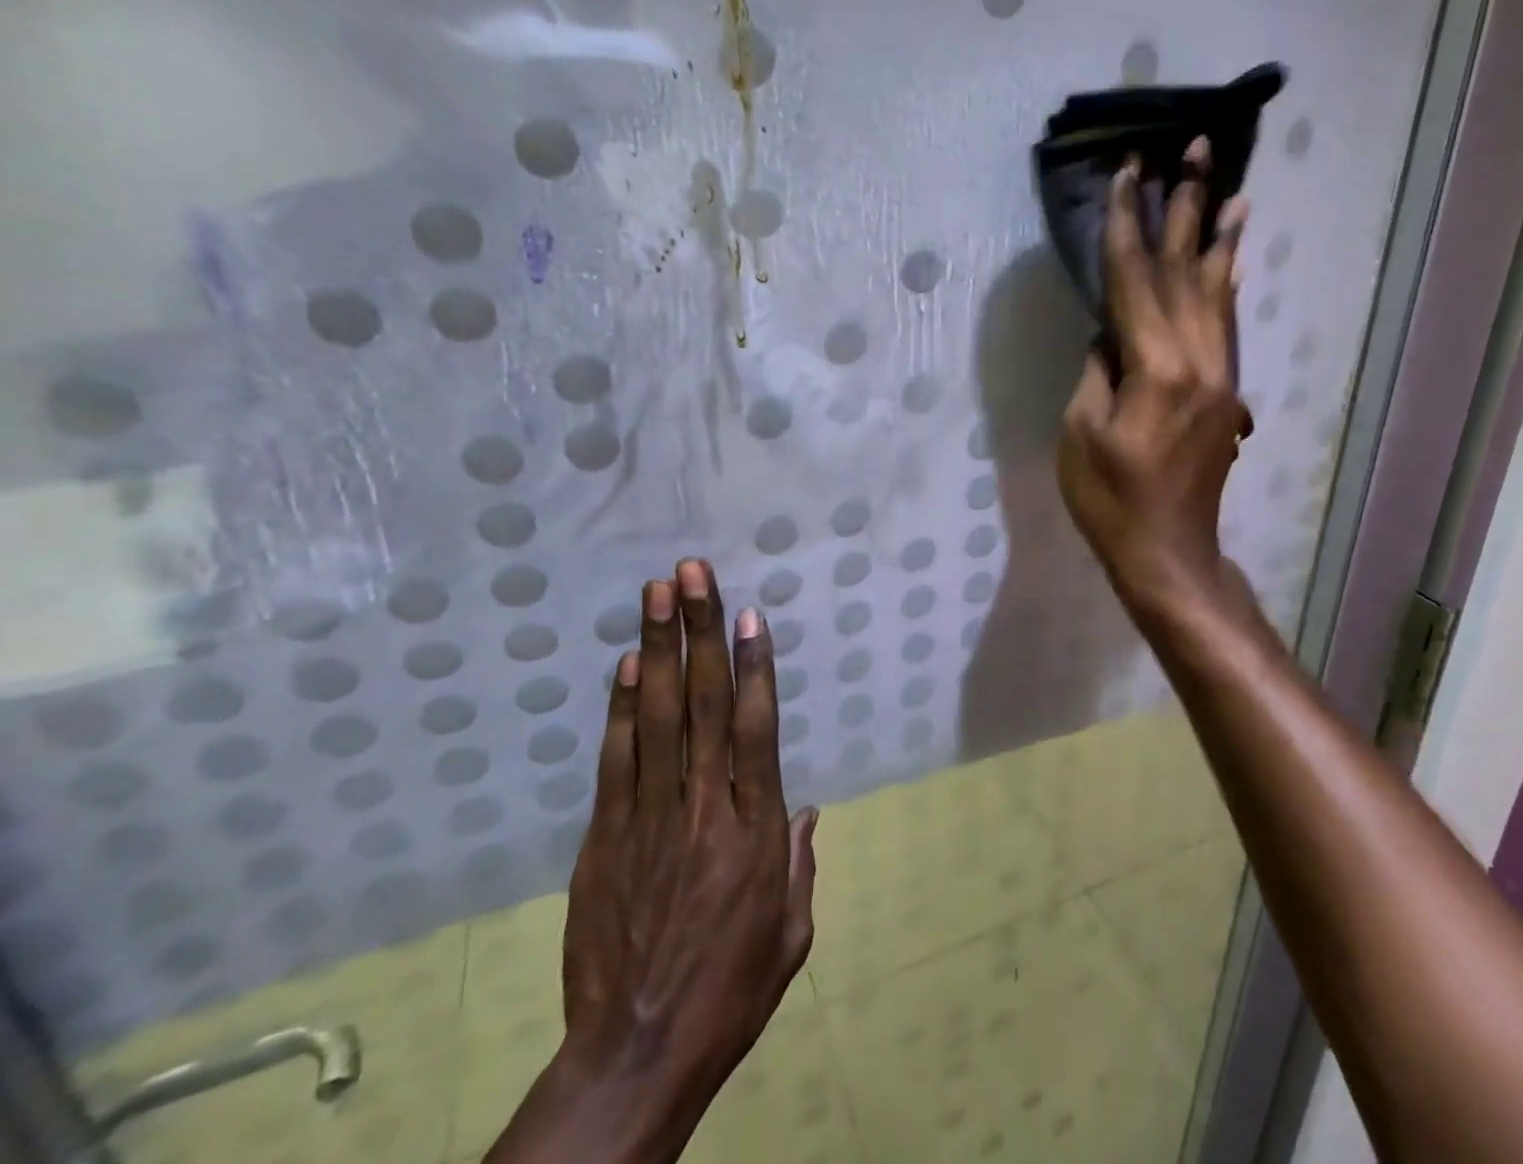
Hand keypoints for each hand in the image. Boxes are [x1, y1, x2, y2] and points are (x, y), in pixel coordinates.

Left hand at [487, 560, 817, 1163]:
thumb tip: (808, 809)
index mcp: (755, 830)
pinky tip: (623, 666)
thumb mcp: (790, 936)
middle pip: (702, 704)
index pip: (756, 729)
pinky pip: (616, 761)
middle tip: (695, 573)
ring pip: (656, 718)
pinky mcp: (605, 838)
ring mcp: (649, 819)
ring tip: (658, 594)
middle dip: (700, 631)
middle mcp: (704, 809)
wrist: (634, 1057)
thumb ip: (800, 864)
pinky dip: (619, 709)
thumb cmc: (729, 994)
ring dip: (657, 649)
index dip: (753, 666)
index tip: (749, 614)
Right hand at [1058, 137, 1252, 610]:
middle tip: (1196, 148)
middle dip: (1187, 207)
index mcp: (1156, 368)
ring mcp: (1220, 375)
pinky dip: (1229, 284)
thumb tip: (1110, 331)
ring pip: (1219, 292)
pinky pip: (1227, 324)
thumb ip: (1098, 369)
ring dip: (1220, 237)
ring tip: (1230, 188)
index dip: (1128, 224)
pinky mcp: (1226, 391)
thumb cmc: (1110, 498)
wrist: (1168, 551)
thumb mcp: (1081, 432)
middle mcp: (1199, 360)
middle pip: (1188, 271)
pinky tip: (1232, 260)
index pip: (1136, 280)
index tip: (1129, 172)